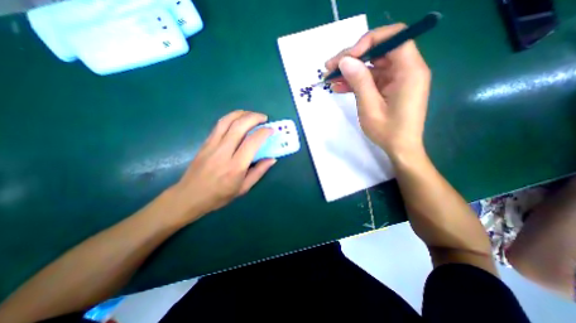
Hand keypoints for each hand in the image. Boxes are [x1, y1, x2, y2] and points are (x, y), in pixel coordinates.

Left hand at [165, 110, 274, 222]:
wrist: (189, 196)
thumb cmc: (219, 195)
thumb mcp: (244, 188)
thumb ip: (259, 172)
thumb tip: (272, 159)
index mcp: (235, 166)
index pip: (252, 142)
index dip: (264, 132)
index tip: (271, 130)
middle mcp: (223, 152)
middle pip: (239, 126)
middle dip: (254, 117)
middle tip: (264, 118)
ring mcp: (212, 145)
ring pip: (227, 121)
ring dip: (242, 114)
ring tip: (251, 114)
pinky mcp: (205, 143)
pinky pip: (219, 125)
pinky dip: (231, 117)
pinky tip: (237, 119)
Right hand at [326, 23, 428, 155]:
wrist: (400, 148)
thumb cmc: (388, 131)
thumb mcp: (370, 107)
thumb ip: (359, 81)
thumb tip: (345, 60)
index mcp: (409, 70)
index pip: (392, 37)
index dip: (367, 42)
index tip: (347, 58)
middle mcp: (406, 69)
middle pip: (378, 51)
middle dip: (352, 58)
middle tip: (329, 67)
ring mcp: (397, 79)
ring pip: (371, 66)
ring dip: (350, 72)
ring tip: (329, 79)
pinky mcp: (389, 88)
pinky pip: (371, 80)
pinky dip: (355, 82)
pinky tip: (338, 87)